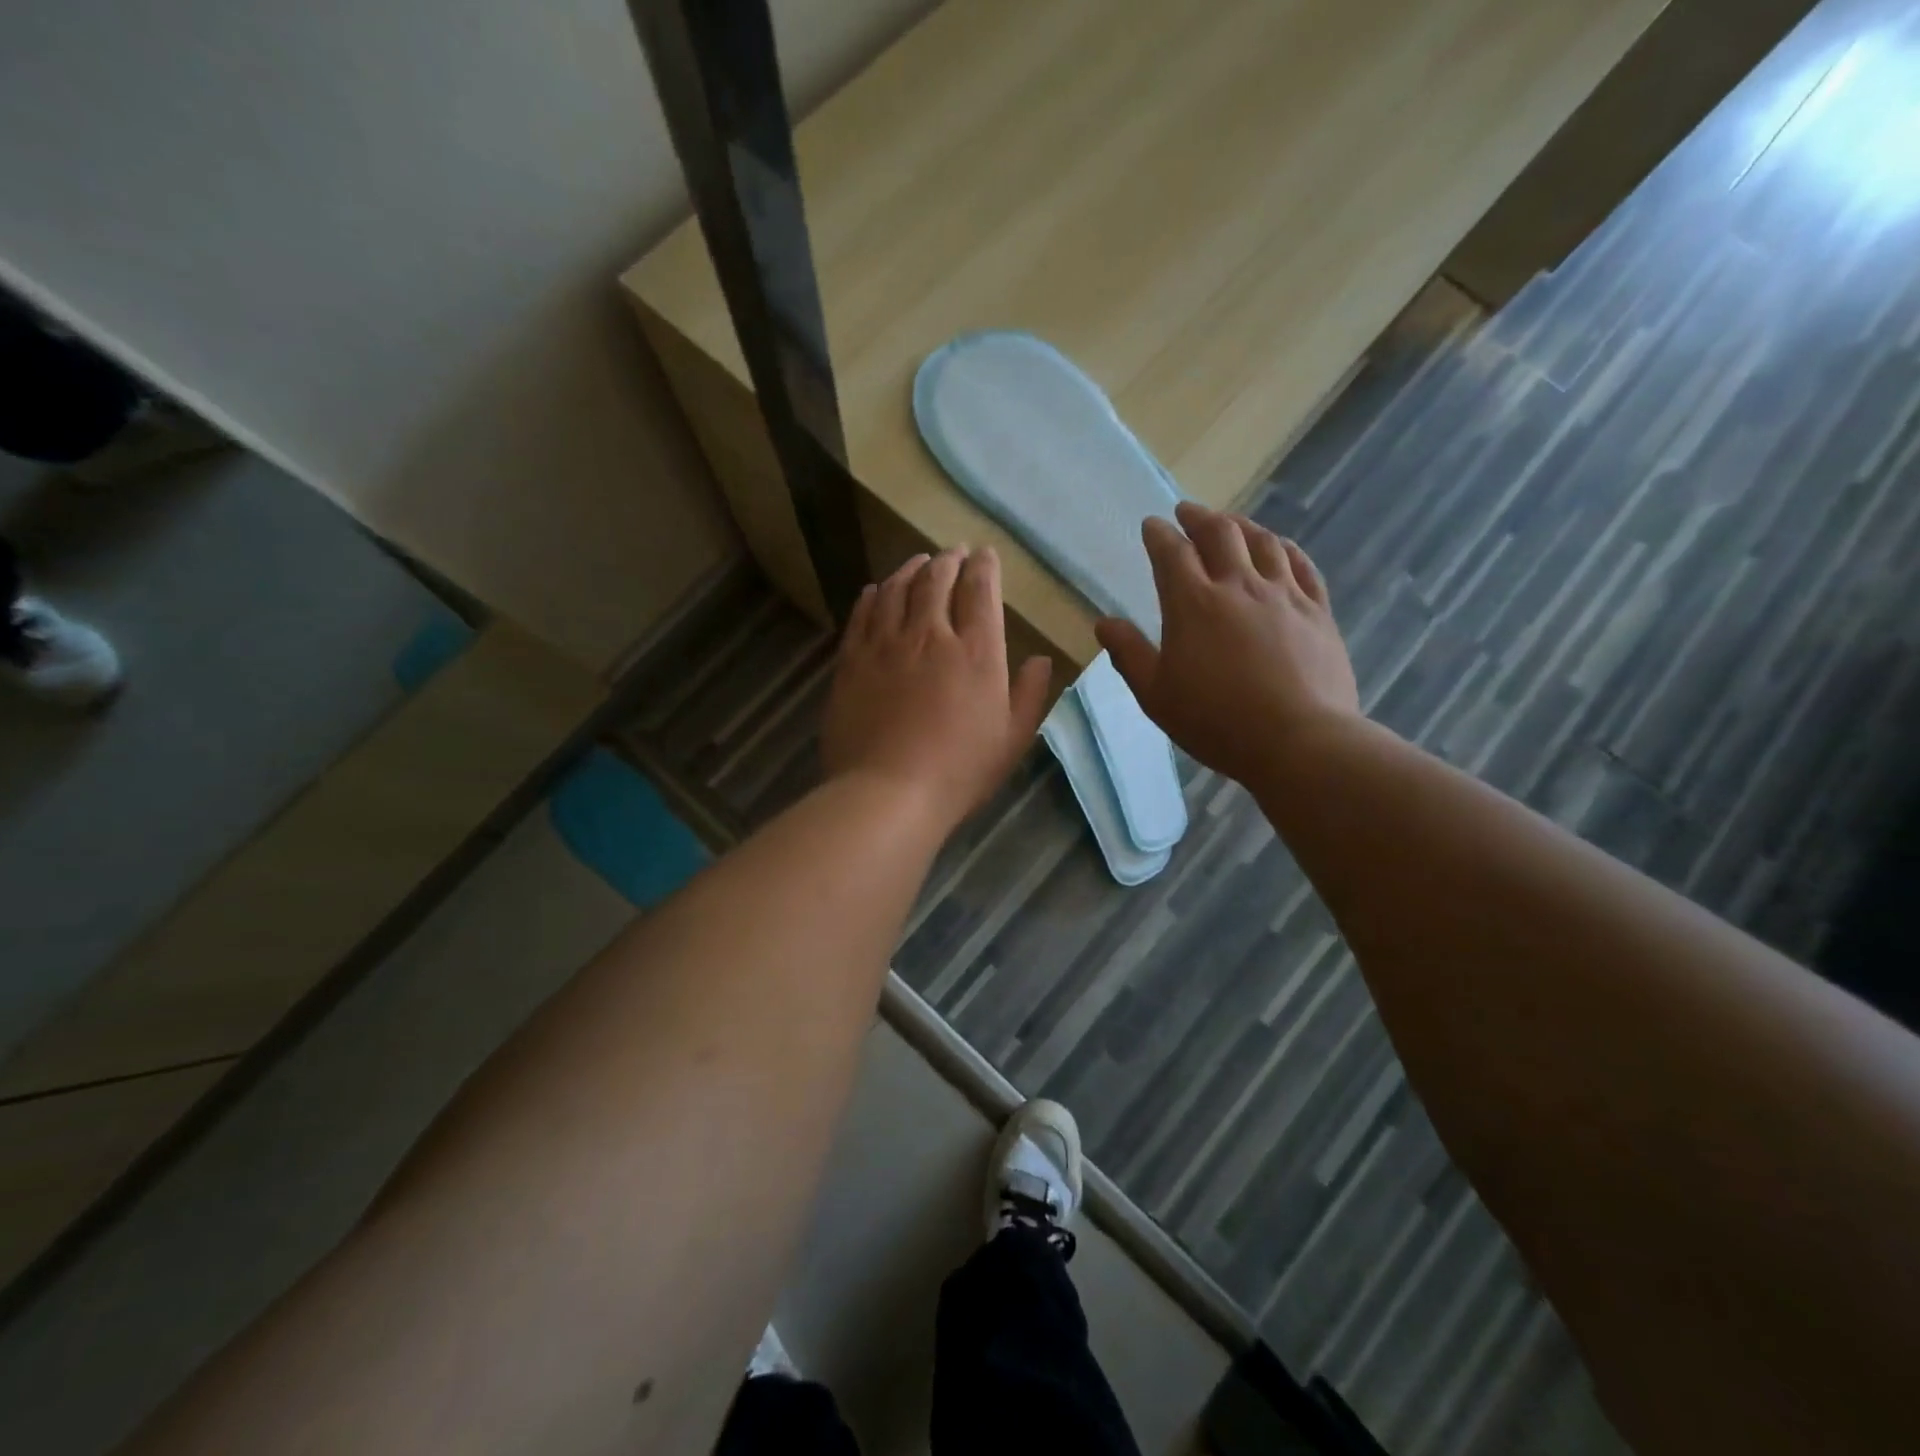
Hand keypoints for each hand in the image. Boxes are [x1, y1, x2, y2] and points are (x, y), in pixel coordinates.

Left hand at [823, 546, 1053, 829]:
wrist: (887, 792)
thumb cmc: (959, 771)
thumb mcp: (1012, 739)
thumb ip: (1029, 694)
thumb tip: (1040, 659)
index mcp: (976, 651)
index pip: (980, 590)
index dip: (984, 566)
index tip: (984, 555)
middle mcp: (930, 634)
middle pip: (937, 579)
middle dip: (948, 559)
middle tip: (953, 553)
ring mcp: (885, 644)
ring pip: (897, 588)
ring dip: (911, 569)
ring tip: (918, 562)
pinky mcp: (851, 660)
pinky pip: (862, 613)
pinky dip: (873, 595)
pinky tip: (877, 590)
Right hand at [1095, 502, 1360, 786]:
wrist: (1298, 741)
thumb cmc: (1215, 721)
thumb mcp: (1156, 695)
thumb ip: (1129, 654)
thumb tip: (1104, 623)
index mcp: (1193, 603)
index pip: (1171, 553)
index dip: (1159, 534)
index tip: (1152, 525)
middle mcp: (1238, 585)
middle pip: (1219, 533)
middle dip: (1199, 517)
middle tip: (1187, 512)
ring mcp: (1283, 594)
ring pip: (1263, 542)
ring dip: (1242, 525)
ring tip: (1231, 523)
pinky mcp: (1317, 611)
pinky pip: (1302, 565)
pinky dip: (1285, 548)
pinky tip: (1280, 547)